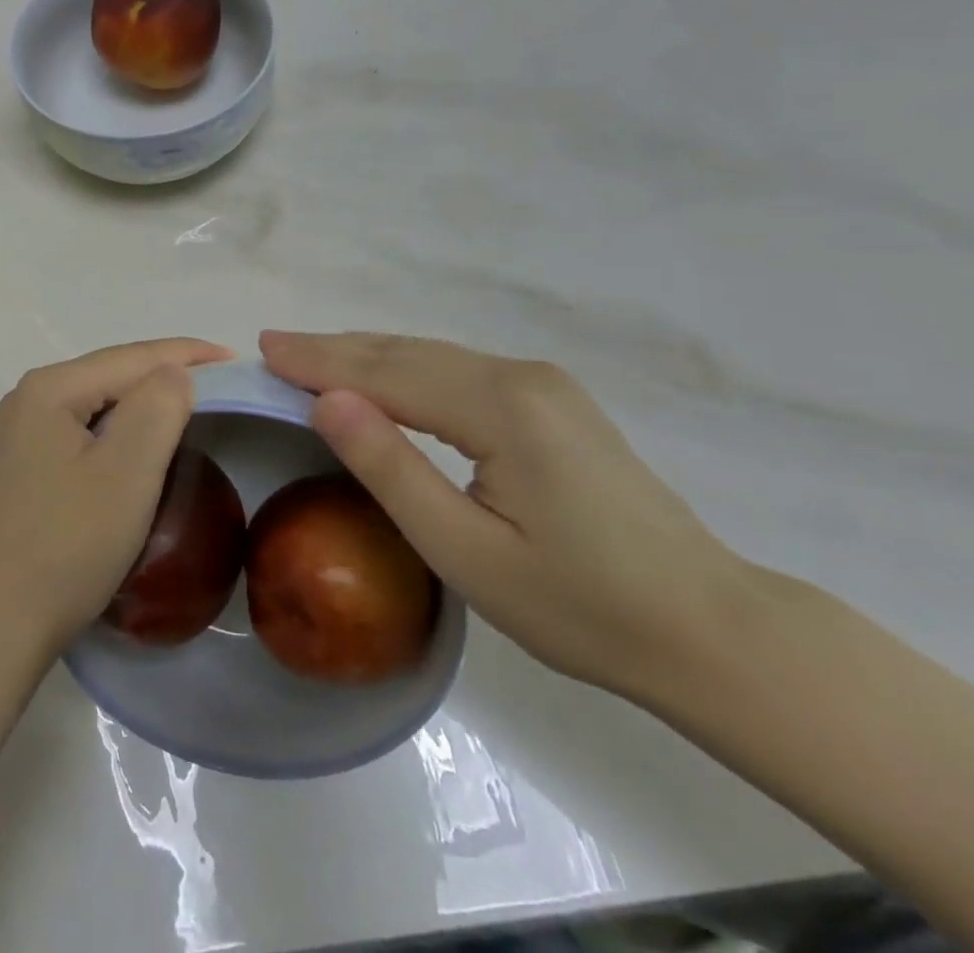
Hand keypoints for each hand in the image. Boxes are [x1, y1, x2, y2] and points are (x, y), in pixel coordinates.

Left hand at [0, 338, 234, 663]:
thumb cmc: (64, 547)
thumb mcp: (125, 473)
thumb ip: (157, 408)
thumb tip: (174, 373)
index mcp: (49, 389)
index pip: (131, 357)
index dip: (187, 354)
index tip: (236, 358)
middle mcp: (27, 400)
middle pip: (110, 375)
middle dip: (165, 374)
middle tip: (219, 384)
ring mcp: (18, 437)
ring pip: (96, 404)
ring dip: (141, 403)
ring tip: (187, 407)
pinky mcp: (19, 471)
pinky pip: (81, 433)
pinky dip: (117, 432)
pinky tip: (136, 446)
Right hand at [261, 330, 746, 700]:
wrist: (708, 628)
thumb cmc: (580, 605)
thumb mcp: (467, 553)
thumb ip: (392, 469)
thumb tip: (327, 400)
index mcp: (501, 407)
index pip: (387, 373)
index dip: (321, 361)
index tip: (265, 347)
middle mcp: (521, 377)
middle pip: (407, 354)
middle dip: (336, 350)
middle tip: (275, 345)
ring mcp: (542, 385)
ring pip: (432, 357)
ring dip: (367, 356)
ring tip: (311, 356)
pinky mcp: (552, 402)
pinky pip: (458, 371)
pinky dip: (405, 369)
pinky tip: (382, 377)